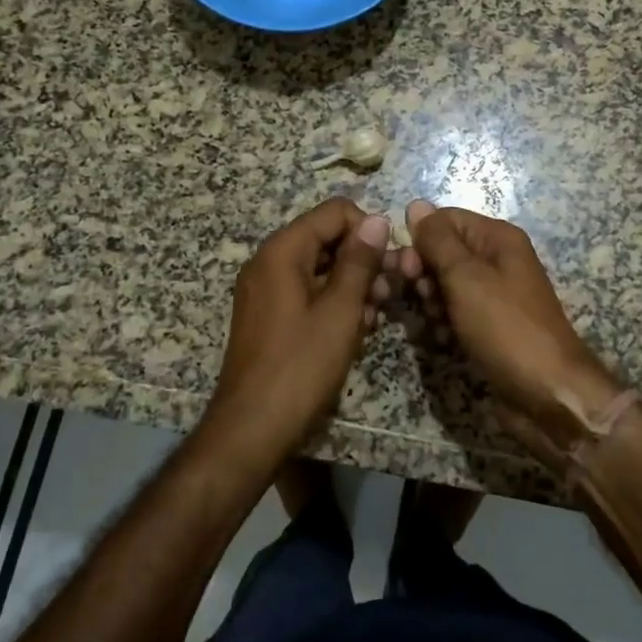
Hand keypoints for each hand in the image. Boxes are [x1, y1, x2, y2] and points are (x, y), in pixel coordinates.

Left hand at [205, 199, 390, 466]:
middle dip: (362, 261)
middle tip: (387, 295)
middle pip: (327, 238)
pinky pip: (307, 292)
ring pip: (320, 267)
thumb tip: (378, 220)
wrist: (252, 429)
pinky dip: (333, 303)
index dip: (367, 230)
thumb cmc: (301, 366)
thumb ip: (360, 261)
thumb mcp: (340, 311)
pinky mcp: (268, 315)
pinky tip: (354, 331)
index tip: (389, 264)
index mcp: (282, 251)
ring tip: (373, 319)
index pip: (334, 212)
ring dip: (352, 285)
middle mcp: (269, 262)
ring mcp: (265, 290)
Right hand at [400, 199, 621, 465]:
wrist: (548, 395)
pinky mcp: (488, 327)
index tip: (407, 270)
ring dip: (431, 303)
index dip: (420, 240)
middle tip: (423, 300)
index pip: (445, 220)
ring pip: (444, 286)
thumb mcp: (466, 277)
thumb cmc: (506, 328)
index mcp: (498, 239)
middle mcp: (497, 260)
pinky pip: (455, 314)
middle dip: (424, 275)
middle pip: (443, 252)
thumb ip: (438, 240)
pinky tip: (443, 341)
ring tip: (435, 324)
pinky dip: (444, 324)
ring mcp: (493, 296)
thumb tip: (416, 204)